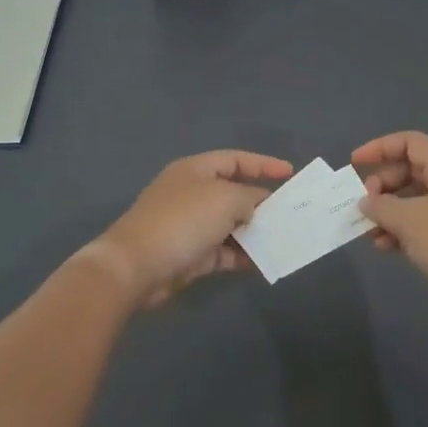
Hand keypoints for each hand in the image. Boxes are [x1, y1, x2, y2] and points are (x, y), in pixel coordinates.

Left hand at [88, 150, 293, 307]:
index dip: (263, 164)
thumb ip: (249, 198)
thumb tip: (255, 207)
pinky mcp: (190, 255)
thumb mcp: (225, 199)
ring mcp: (190, 225)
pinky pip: (224, 251)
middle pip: (234, 192)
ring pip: (231, 224)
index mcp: (196, 170)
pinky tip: (264, 262)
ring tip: (284, 238)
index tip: (290, 173)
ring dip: (255, 231)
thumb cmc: (182, 221)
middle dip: (262, 202)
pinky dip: (243, 255)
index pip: (235, 159)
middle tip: (291, 211)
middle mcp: (192, 194)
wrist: (136, 266)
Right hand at [352, 131, 427, 300]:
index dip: (379, 148)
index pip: (410, 142)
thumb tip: (367, 202)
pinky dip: (402, 229)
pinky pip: (423, 221)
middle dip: (382, 185)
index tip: (355, 164)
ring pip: (414, 199)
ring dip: (388, 212)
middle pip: (410, 170)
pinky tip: (385, 247)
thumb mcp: (408, 220)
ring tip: (370, 233)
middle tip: (365, 205)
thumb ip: (381, 205)